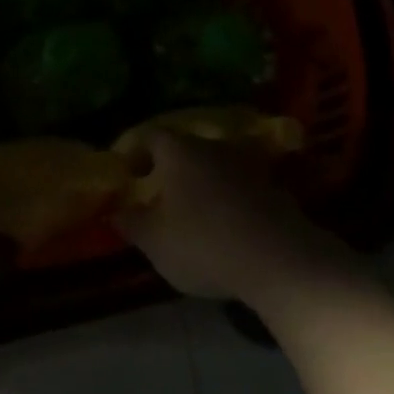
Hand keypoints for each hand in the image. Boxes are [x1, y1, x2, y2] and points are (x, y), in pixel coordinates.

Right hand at [115, 129, 355, 305]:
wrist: (278, 258)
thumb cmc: (203, 243)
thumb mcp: (155, 241)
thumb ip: (131, 223)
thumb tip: (115, 211)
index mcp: (179, 151)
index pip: (150, 136)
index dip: (136, 152)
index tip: (128, 173)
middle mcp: (212, 146)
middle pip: (185, 149)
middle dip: (171, 169)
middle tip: (159, 196)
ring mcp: (247, 164)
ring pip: (215, 166)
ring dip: (203, 185)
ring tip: (193, 214)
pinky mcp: (273, 187)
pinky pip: (241, 187)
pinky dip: (229, 201)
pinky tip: (227, 228)